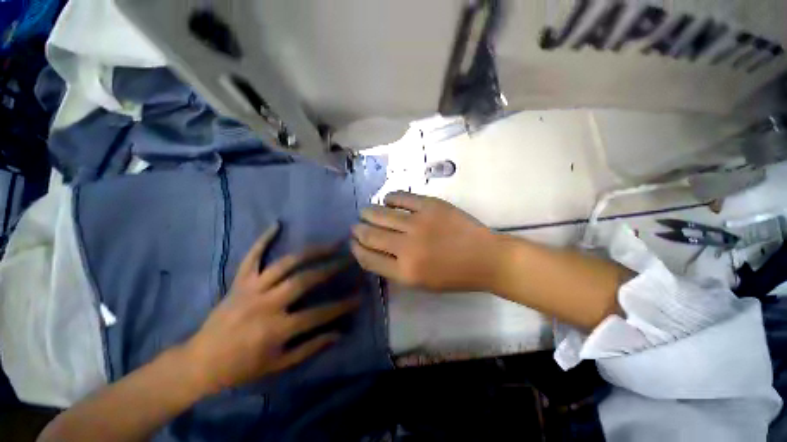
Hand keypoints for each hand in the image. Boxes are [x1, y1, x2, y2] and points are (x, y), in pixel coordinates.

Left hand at [183, 222, 358, 393]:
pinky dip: (263, 239)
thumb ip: (311, 347)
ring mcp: (251, 289)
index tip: (360, 296)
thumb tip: (339, 334)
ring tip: (331, 243)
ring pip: (285, 263)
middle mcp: (266, 304)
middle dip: (331, 267)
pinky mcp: (239, 281)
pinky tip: (277, 224)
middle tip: (350, 258)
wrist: (200, 362)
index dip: (342, 305)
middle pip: (304, 280)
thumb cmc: (242, 367)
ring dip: (311, 251)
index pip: (319, 314)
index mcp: (276, 329)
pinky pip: (252, 256)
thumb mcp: (279, 365)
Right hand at [351, 192, 503, 291]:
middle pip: (370, 235)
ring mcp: (418, 223)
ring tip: (365, 212)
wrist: (485, 257)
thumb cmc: (454, 276)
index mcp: (405, 272)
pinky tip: (388, 201)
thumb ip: (394, 269)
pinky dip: (390, 198)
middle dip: (358, 230)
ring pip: (380, 214)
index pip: (368, 259)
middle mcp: (407, 247)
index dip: (356, 250)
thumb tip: (373, 251)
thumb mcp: (421, 284)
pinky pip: (400, 197)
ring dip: (368, 212)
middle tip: (356, 226)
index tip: (354, 243)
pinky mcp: (430, 205)